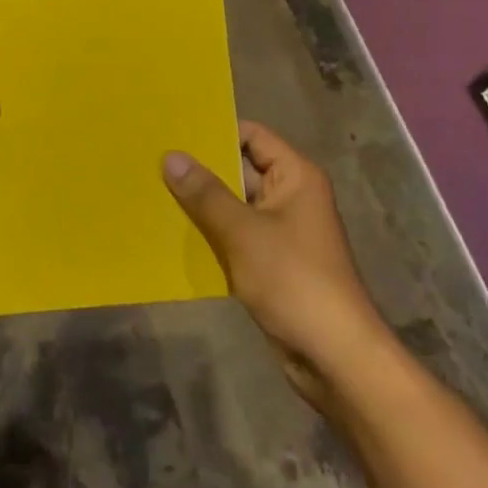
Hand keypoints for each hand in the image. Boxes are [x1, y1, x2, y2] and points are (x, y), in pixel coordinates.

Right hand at [162, 123, 384, 409]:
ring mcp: (282, 230)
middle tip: (153, 161)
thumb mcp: (243, 232)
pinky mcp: (273, 262)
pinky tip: (174, 233)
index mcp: (295, 176)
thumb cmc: (293, 280)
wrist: (334, 356)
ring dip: (202, 204)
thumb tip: (171, 156)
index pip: (252, 135)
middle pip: (241, 169)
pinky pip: (236, 235)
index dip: (216, 131)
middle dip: (201, 170)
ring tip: (154, 193)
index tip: (174, 131)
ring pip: (235, 205)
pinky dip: (211, 234)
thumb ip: (205, 193)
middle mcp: (290, 195)